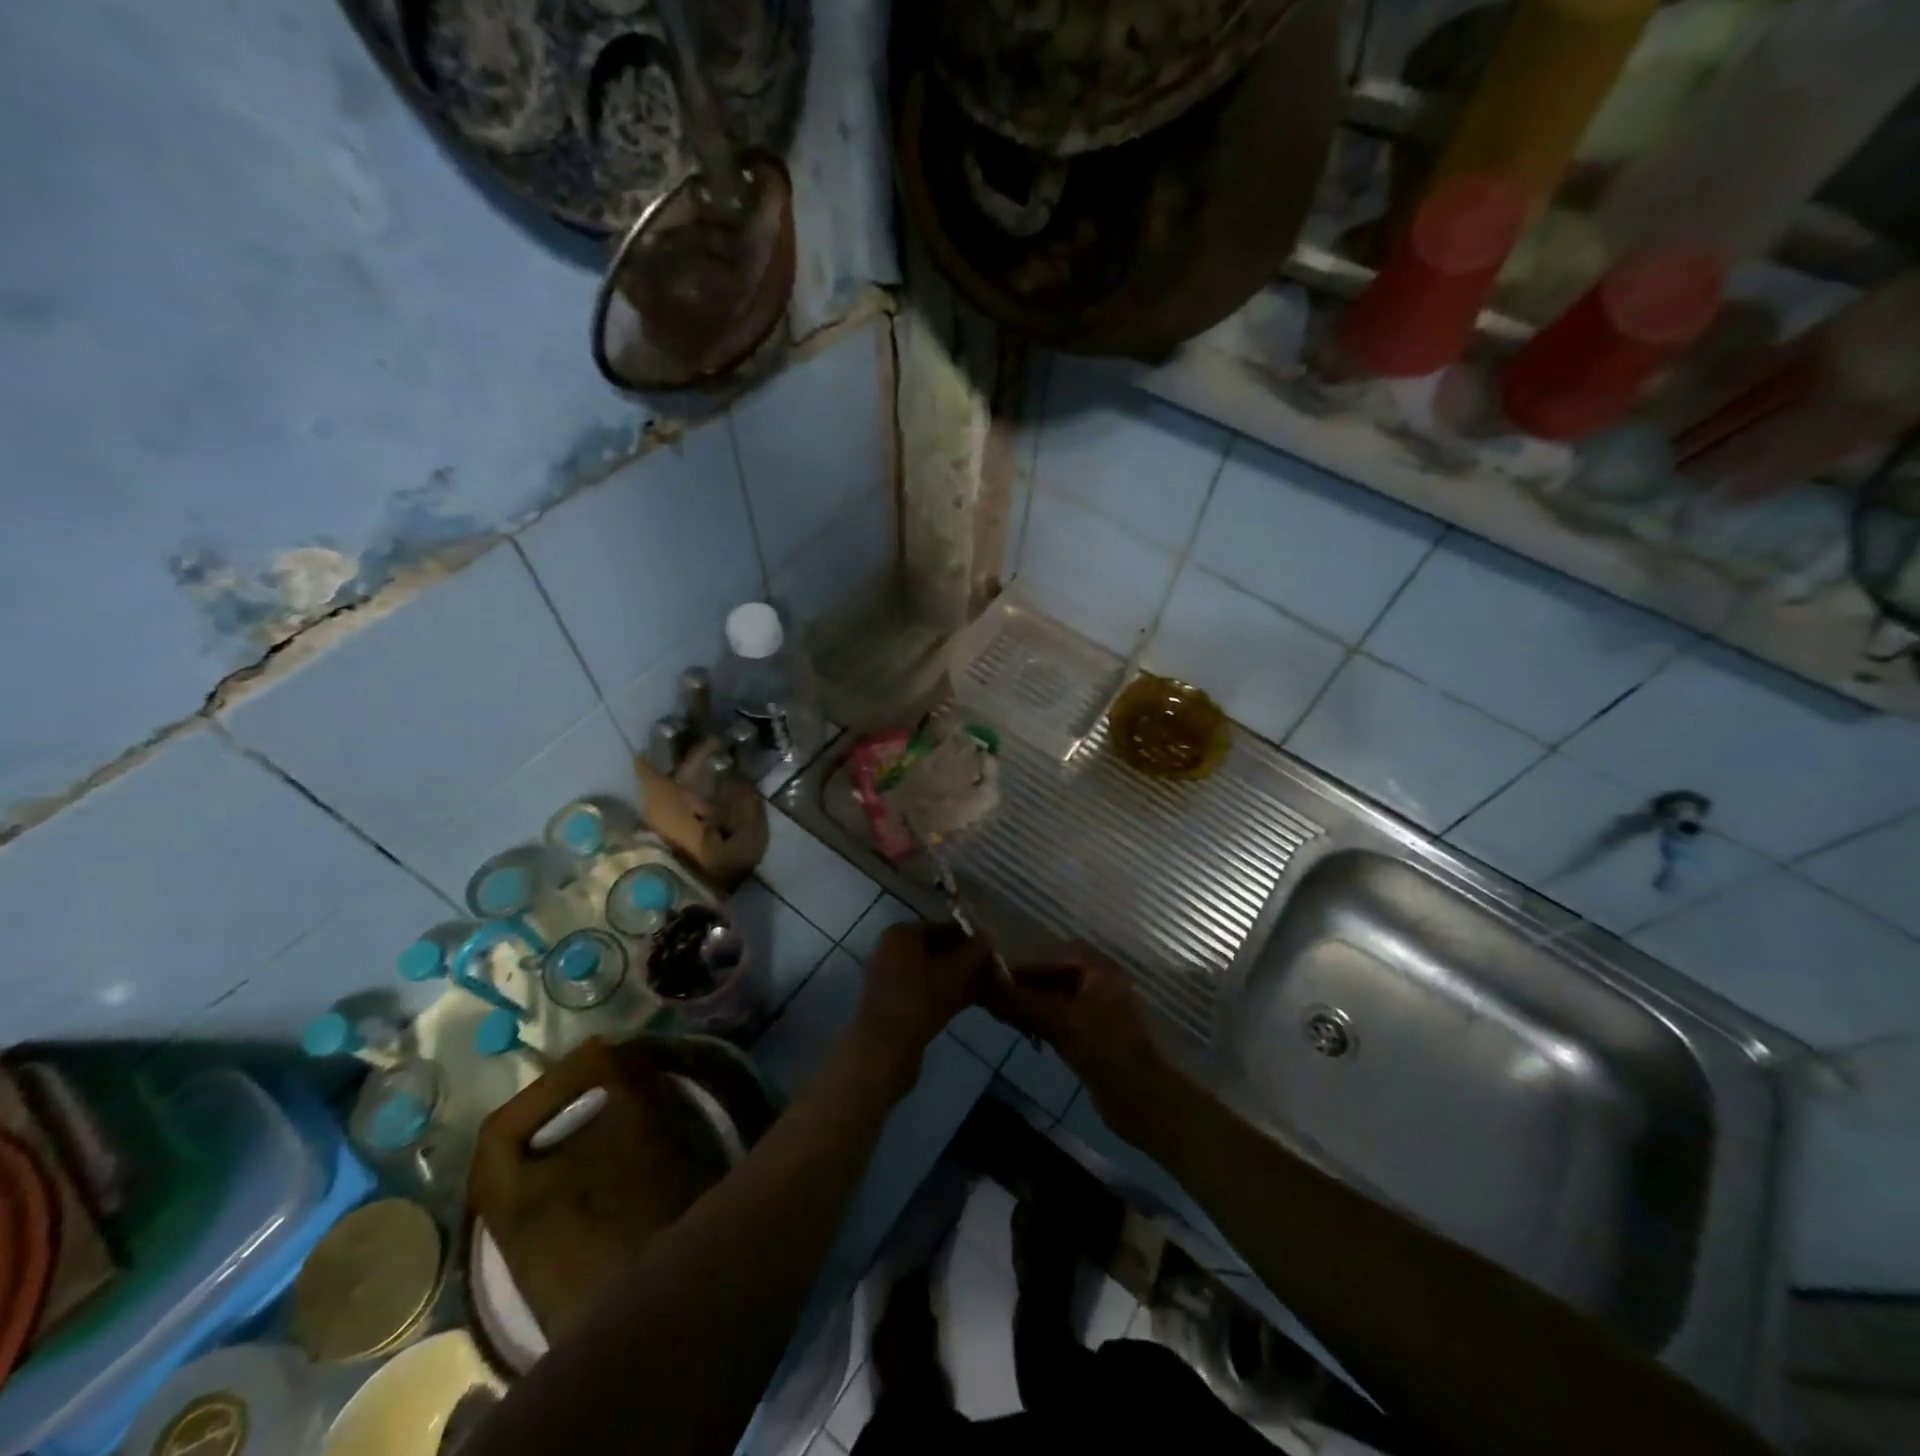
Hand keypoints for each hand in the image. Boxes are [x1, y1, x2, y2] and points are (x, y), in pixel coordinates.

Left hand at [852, 921, 991, 1093]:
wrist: (884, 1049)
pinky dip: (946, 992)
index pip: (942, 926)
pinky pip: (925, 989)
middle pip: (937, 949)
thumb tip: (990, 935)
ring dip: (959, 978)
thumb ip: (974, 951)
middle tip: (993, 969)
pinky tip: (972, 1001)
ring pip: (933, 972)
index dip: (970, 936)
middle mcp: (891, 950)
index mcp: (901, 934)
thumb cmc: (919, 1000)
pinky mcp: (893, 1003)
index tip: (993, 948)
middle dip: (966, 959)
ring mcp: (890, 978)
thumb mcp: (954, 973)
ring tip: (989, 987)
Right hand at [986, 945, 1174, 1144]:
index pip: (1059, 956)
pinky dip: (1047, 1024)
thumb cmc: (1104, 1047)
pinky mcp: (1098, 1039)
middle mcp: (1103, 986)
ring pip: (1061, 1001)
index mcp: (1101, 972)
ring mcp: (1102, 1014)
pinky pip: (1067, 1022)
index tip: (1002, 978)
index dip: (1031, 965)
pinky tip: (1029, 1035)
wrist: (1142, 1098)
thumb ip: (1023, 1002)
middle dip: (1031, 987)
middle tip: (1000, 999)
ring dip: (1037, 1006)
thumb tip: (988, 989)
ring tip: (1009, 1017)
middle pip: (1059, 977)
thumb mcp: (1060, 1020)